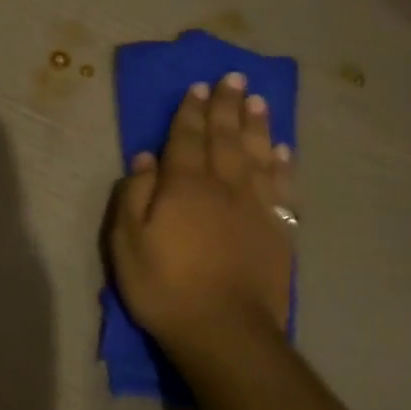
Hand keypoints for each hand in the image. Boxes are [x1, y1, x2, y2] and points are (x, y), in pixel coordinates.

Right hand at [105, 73, 293, 368]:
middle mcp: (223, 185)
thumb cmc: (166, 287)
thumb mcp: (128, 244)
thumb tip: (145, 159)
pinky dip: (282, 164)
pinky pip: (282, 187)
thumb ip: (134, 196)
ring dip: (256, 125)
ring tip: (258, 100)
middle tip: (235, 77)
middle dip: (228, 106)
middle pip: (225, 137)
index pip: (187, 138)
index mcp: (184, 185)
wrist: (225, 332)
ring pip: (257, 154)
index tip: (200, 86)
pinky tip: (282, 148)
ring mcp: (256, 207)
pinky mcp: (278, 230)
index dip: (192, 111)